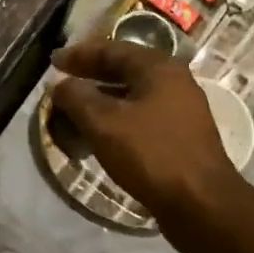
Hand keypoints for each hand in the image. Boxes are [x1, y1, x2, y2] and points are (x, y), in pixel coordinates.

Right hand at [51, 39, 241, 219]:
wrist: (201, 203)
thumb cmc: (150, 154)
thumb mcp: (103, 122)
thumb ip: (76, 97)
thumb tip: (60, 85)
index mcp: (158, 68)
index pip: (111, 49)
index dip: (78, 54)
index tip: (53, 62)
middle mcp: (173, 82)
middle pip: (123, 70)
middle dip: (89, 76)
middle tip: (60, 83)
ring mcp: (180, 110)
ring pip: (131, 95)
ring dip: (100, 100)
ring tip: (73, 111)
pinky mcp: (180, 136)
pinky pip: (139, 117)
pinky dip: (114, 119)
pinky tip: (98, 135)